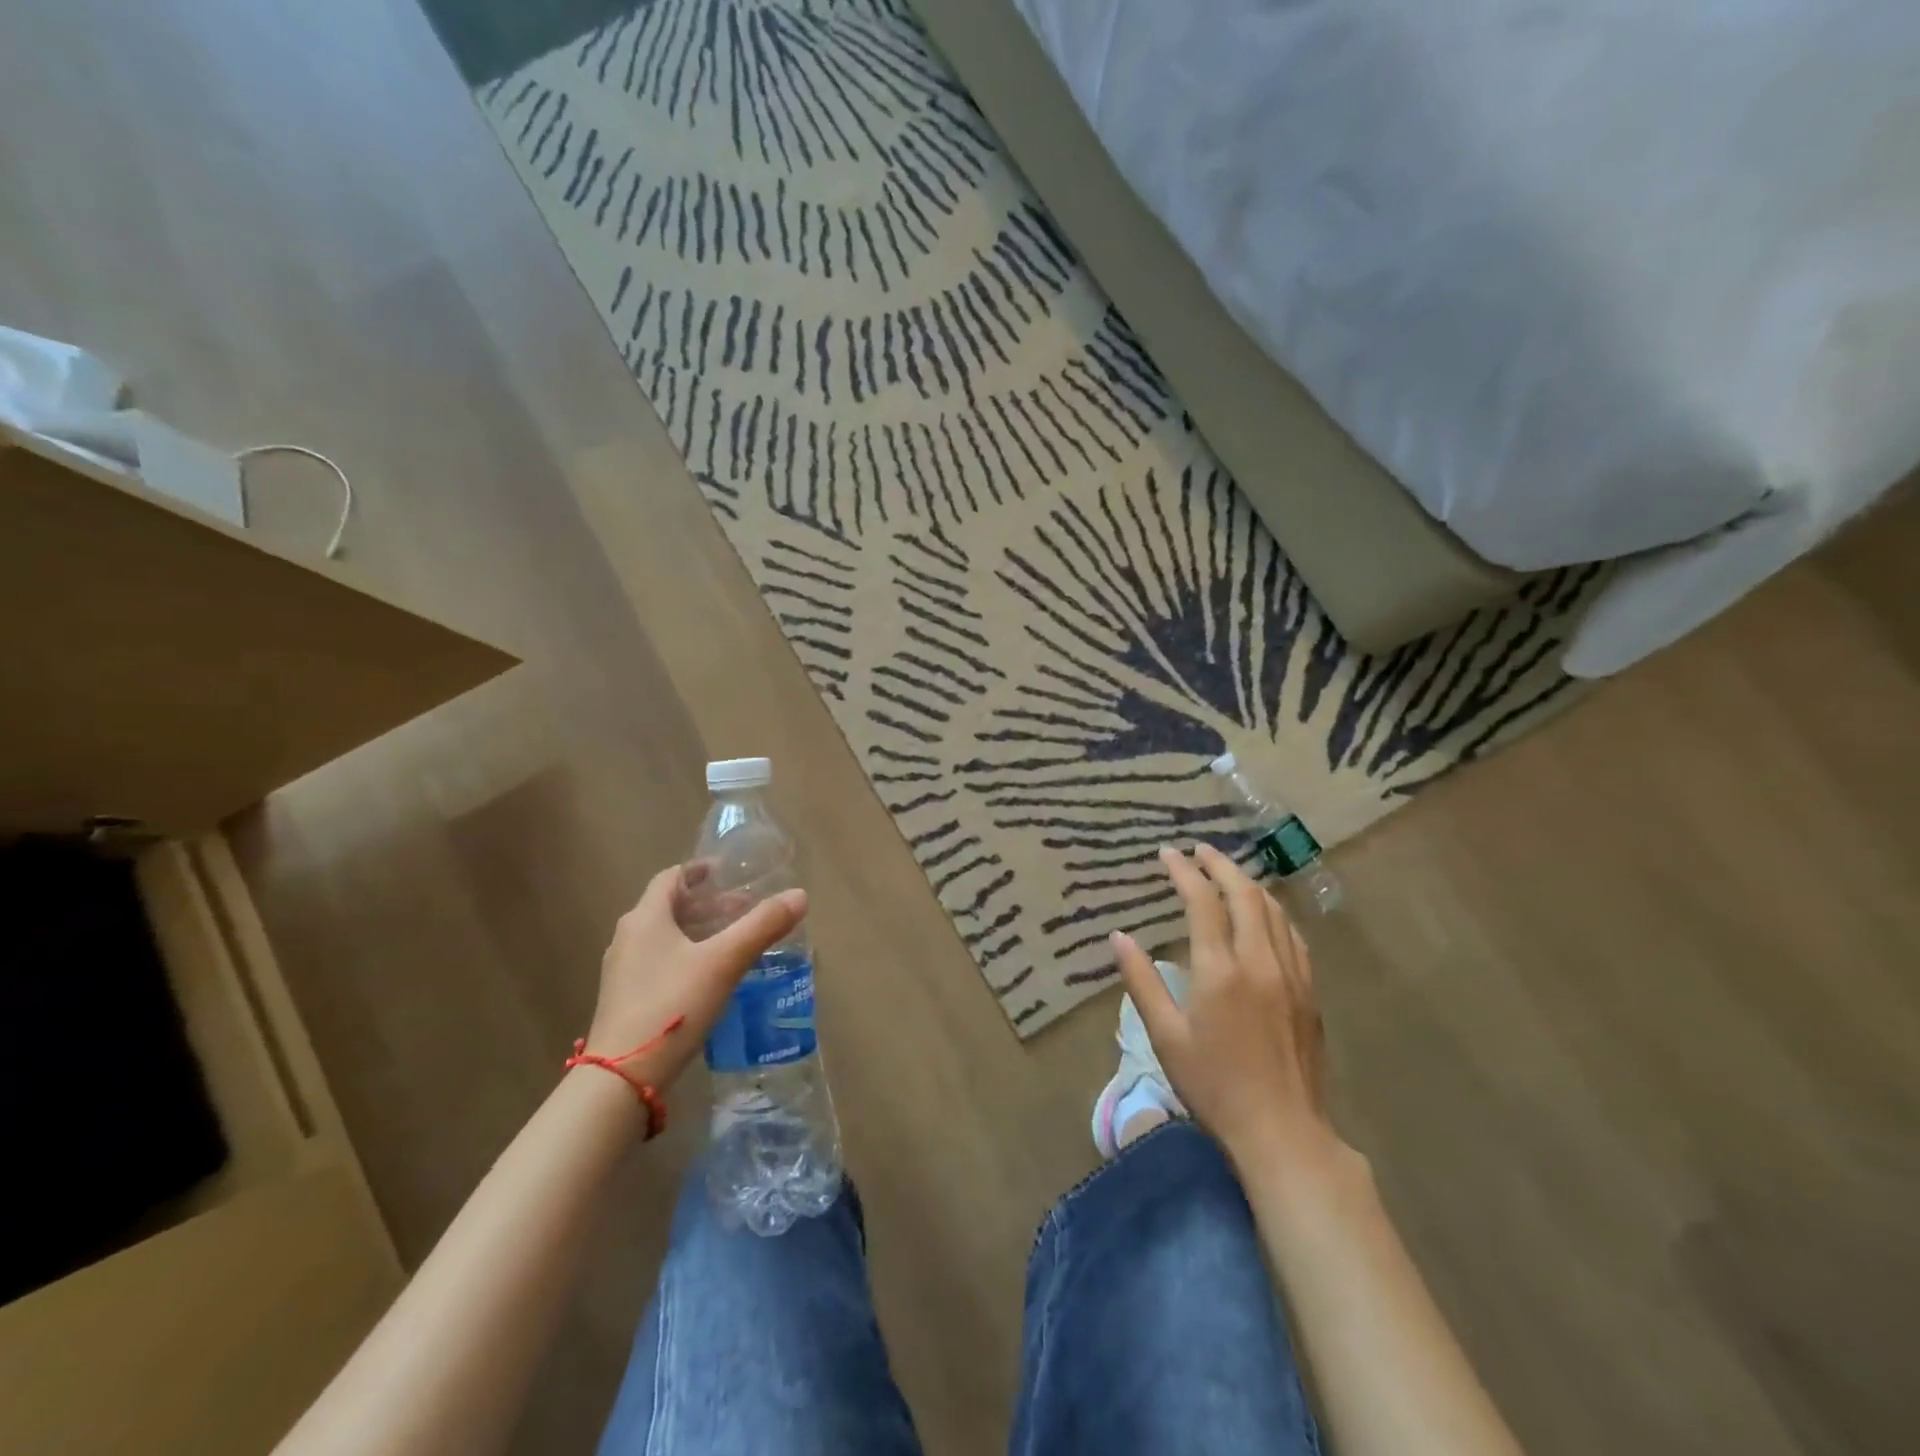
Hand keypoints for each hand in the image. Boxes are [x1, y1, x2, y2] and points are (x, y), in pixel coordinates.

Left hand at [583, 864, 806, 1091]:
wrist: (620, 1078)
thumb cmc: (672, 1005)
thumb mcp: (724, 962)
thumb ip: (762, 926)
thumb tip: (800, 895)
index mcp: (645, 919)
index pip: (671, 878)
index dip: (699, 871)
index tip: (726, 873)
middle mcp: (628, 938)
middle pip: (669, 907)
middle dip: (706, 904)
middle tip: (742, 908)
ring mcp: (623, 971)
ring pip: (664, 937)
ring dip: (697, 931)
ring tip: (732, 940)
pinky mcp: (625, 1000)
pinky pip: (659, 962)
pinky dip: (687, 956)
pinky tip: (710, 976)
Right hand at [1111, 844, 1345, 1170]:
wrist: (1282, 1132)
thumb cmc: (1214, 1086)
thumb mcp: (1166, 1036)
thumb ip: (1142, 981)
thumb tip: (1119, 937)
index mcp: (1220, 970)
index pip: (1203, 901)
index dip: (1184, 871)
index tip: (1167, 853)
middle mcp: (1260, 961)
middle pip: (1244, 894)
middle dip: (1220, 864)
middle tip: (1198, 850)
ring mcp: (1292, 975)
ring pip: (1273, 910)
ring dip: (1248, 883)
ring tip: (1226, 873)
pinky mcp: (1309, 992)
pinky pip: (1292, 935)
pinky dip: (1272, 912)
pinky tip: (1264, 915)